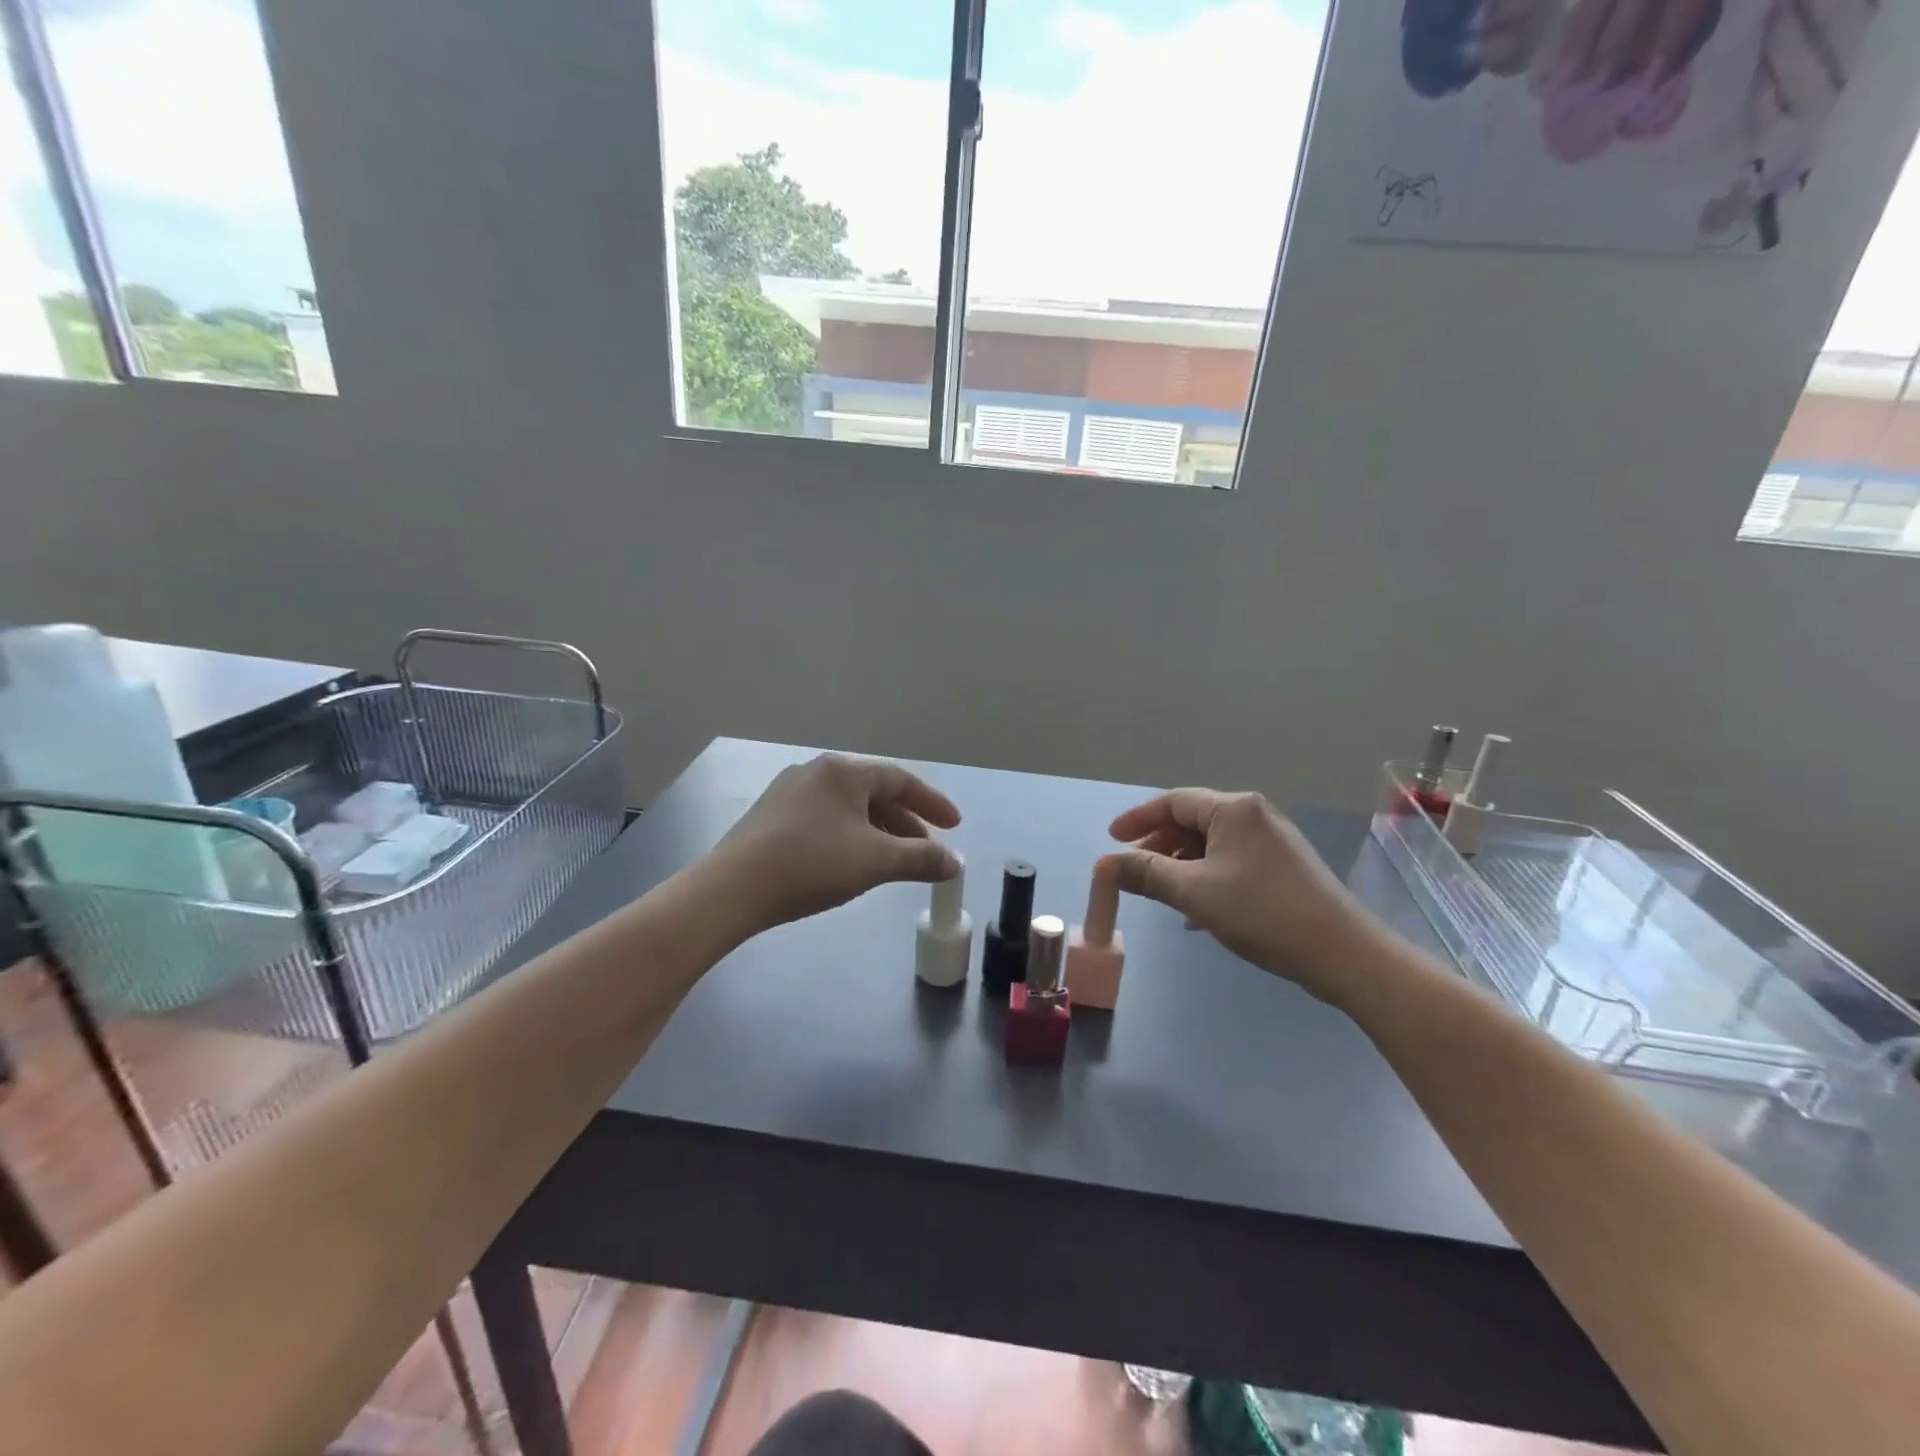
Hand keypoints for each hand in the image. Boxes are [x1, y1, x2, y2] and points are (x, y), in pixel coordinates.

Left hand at [714, 754, 960, 930]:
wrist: (733, 888)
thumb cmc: (812, 864)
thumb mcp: (875, 861)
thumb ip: (921, 859)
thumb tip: (955, 864)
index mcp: (844, 771)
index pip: (901, 780)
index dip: (932, 803)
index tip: (954, 826)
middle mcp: (816, 771)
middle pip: (874, 792)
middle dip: (905, 822)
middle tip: (926, 849)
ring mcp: (789, 792)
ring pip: (848, 808)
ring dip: (878, 831)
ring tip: (893, 860)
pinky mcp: (770, 816)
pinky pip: (824, 819)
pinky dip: (849, 835)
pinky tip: (850, 861)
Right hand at [1098, 789, 1381, 1005]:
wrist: (1340, 952)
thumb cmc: (1261, 912)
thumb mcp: (1193, 892)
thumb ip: (1146, 874)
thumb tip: (1103, 864)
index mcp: (1233, 809)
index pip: (1173, 802)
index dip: (1138, 819)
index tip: (1112, 840)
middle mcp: (1253, 815)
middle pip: (1192, 821)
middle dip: (1159, 845)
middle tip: (1132, 871)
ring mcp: (1272, 841)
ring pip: (1211, 844)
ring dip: (1181, 865)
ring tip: (1161, 893)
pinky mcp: (1283, 867)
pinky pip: (1231, 861)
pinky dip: (1206, 877)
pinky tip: (1197, 911)